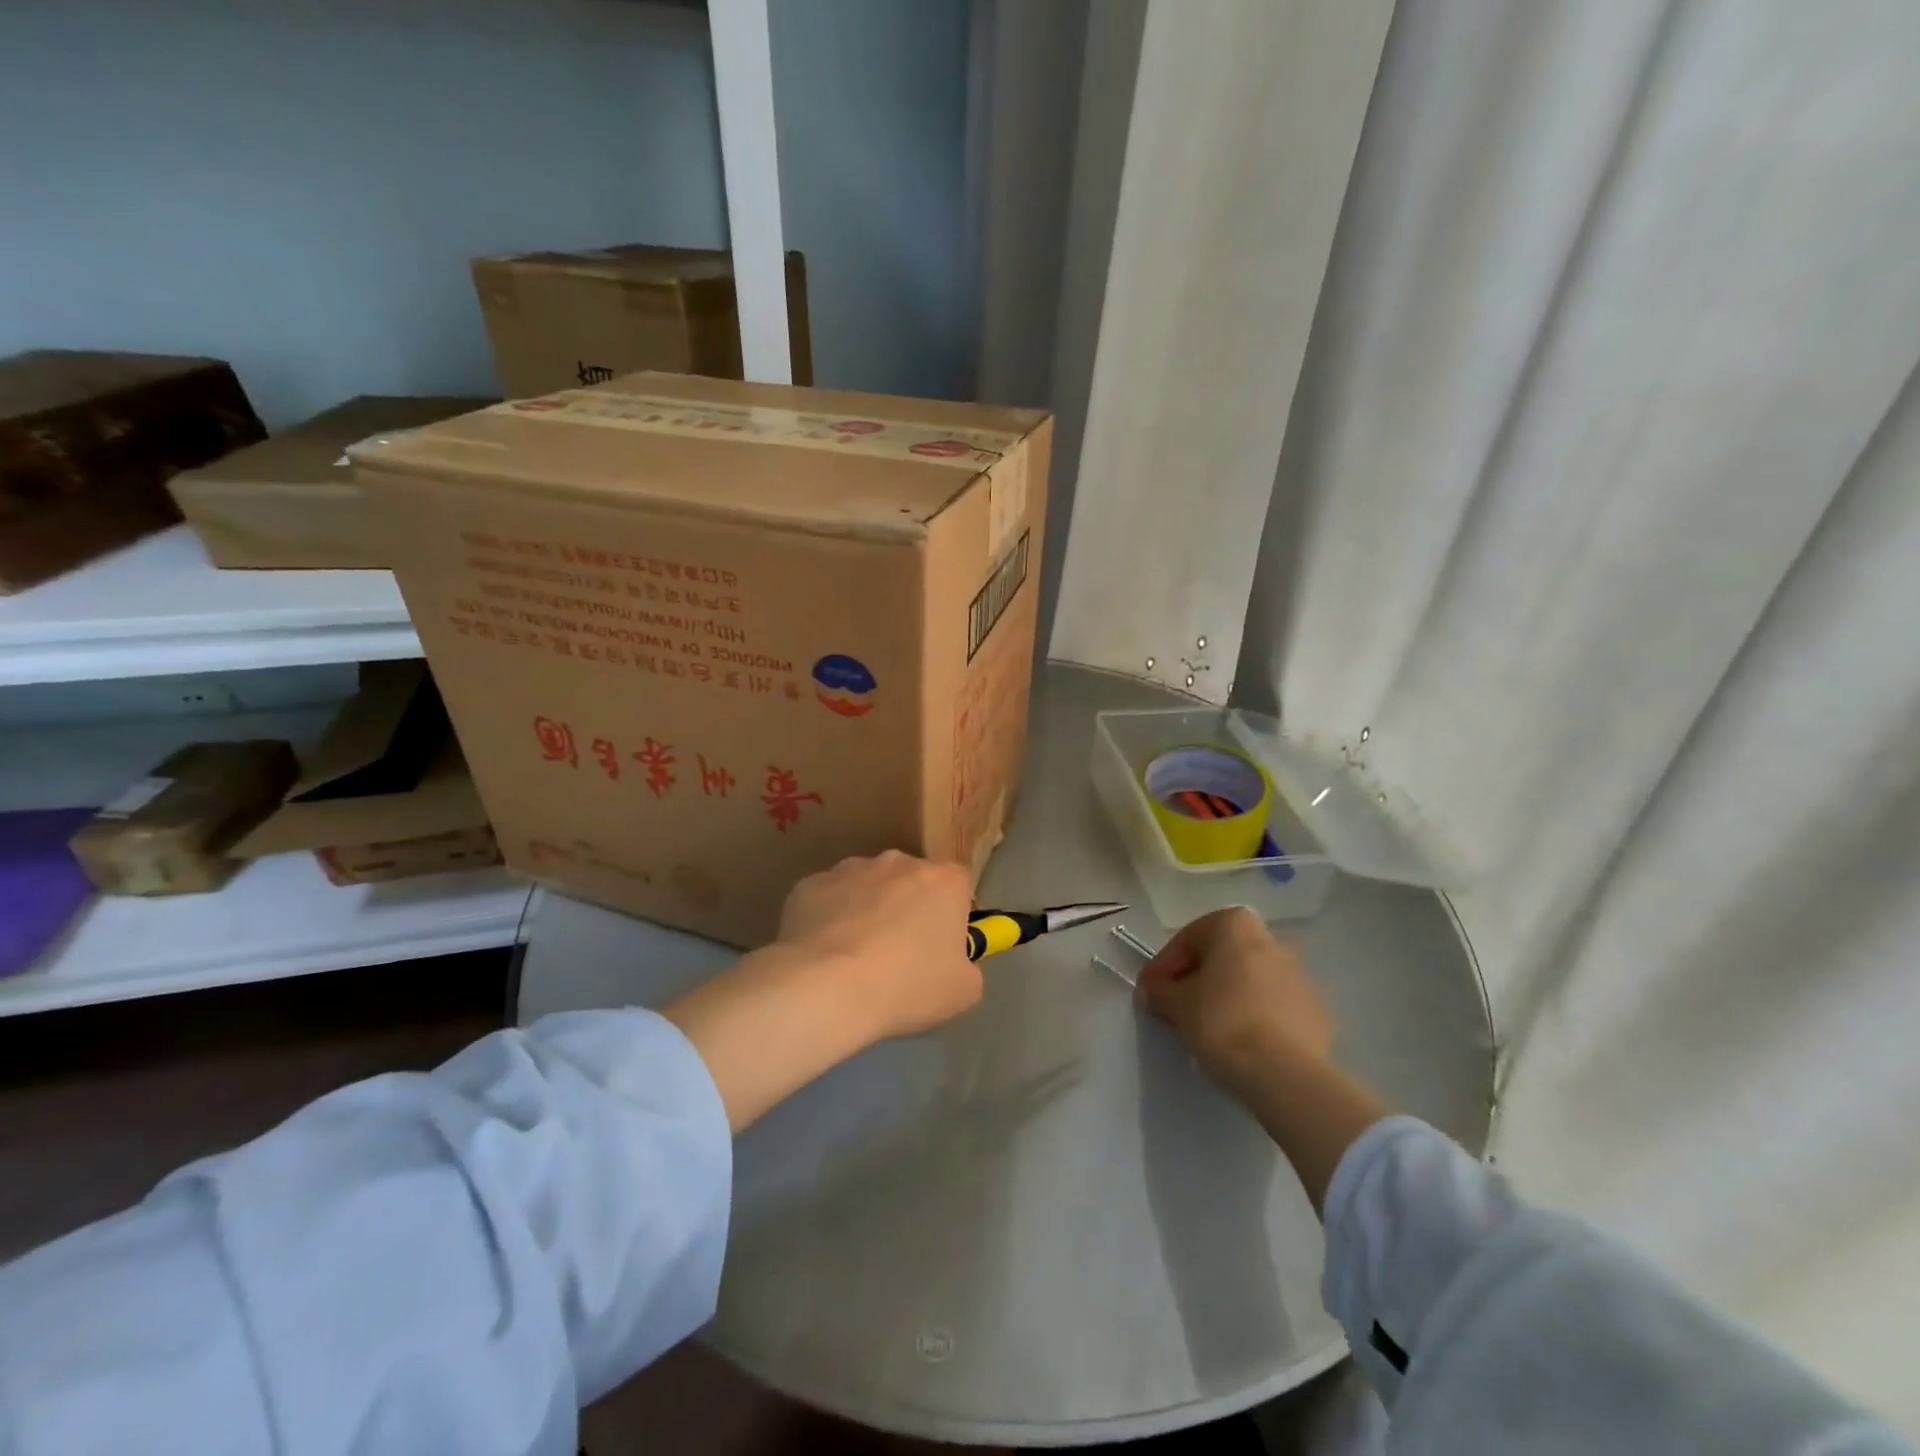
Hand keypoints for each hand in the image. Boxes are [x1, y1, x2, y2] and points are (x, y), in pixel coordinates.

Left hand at [776, 850, 982, 1040]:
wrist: (826, 987)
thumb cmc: (907, 986)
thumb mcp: (963, 991)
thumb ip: (968, 966)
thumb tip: (955, 961)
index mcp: (944, 880)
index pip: (958, 888)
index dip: (950, 919)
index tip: (940, 950)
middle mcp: (899, 861)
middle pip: (910, 882)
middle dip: (907, 910)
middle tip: (897, 956)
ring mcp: (850, 868)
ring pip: (866, 888)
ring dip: (866, 912)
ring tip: (854, 960)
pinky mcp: (810, 884)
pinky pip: (828, 900)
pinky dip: (828, 921)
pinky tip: (822, 956)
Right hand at [1136, 907, 1333, 1092]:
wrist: (1286, 1074)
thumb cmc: (1222, 1021)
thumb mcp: (1176, 1004)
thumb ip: (1159, 990)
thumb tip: (1152, 991)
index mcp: (1235, 925)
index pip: (1187, 939)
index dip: (1162, 967)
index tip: (1150, 993)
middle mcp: (1270, 940)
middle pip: (1219, 957)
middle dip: (1194, 980)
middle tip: (1173, 1009)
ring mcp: (1298, 976)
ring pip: (1247, 981)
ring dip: (1223, 997)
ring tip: (1204, 1029)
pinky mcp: (1315, 1012)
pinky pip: (1270, 1006)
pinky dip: (1250, 1017)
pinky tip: (1237, 1042)